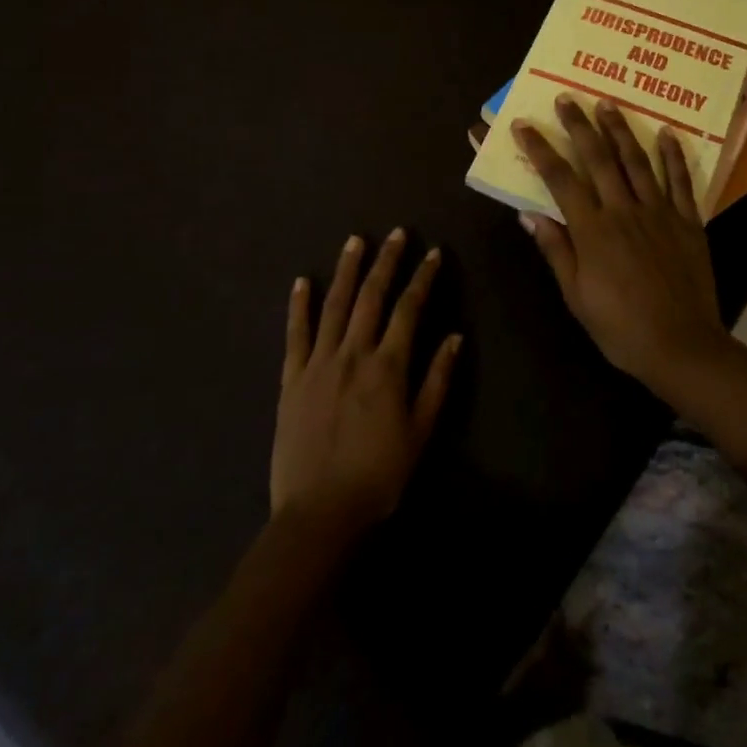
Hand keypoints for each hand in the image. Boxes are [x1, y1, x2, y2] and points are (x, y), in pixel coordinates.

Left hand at [271, 230, 461, 542]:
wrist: (319, 513)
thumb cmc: (378, 475)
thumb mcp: (420, 431)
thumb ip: (436, 381)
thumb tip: (455, 337)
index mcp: (387, 367)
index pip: (409, 309)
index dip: (423, 278)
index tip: (433, 253)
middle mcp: (353, 354)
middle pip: (371, 297)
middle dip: (386, 262)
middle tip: (396, 233)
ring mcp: (318, 363)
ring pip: (334, 306)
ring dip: (346, 270)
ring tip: (355, 241)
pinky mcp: (292, 379)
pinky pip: (295, 334)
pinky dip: (299, 306)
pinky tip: (301, 282)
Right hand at [512, 98, 727, 386]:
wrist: (681, 345)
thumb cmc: (620, 327)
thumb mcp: (577, 296)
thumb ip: (556, 250)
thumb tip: (530, 214)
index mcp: (593, 230)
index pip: (560, 180)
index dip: (541, 150)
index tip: (525, 126)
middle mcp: (624, 211)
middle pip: (598, 159)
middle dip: (579, 126)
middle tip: (567, 99)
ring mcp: (659, 212)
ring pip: (636, 161)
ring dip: (620, 130)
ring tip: (607, 104)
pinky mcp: (688, 221)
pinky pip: (680, 181)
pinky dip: (673, 156)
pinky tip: (667, 133)